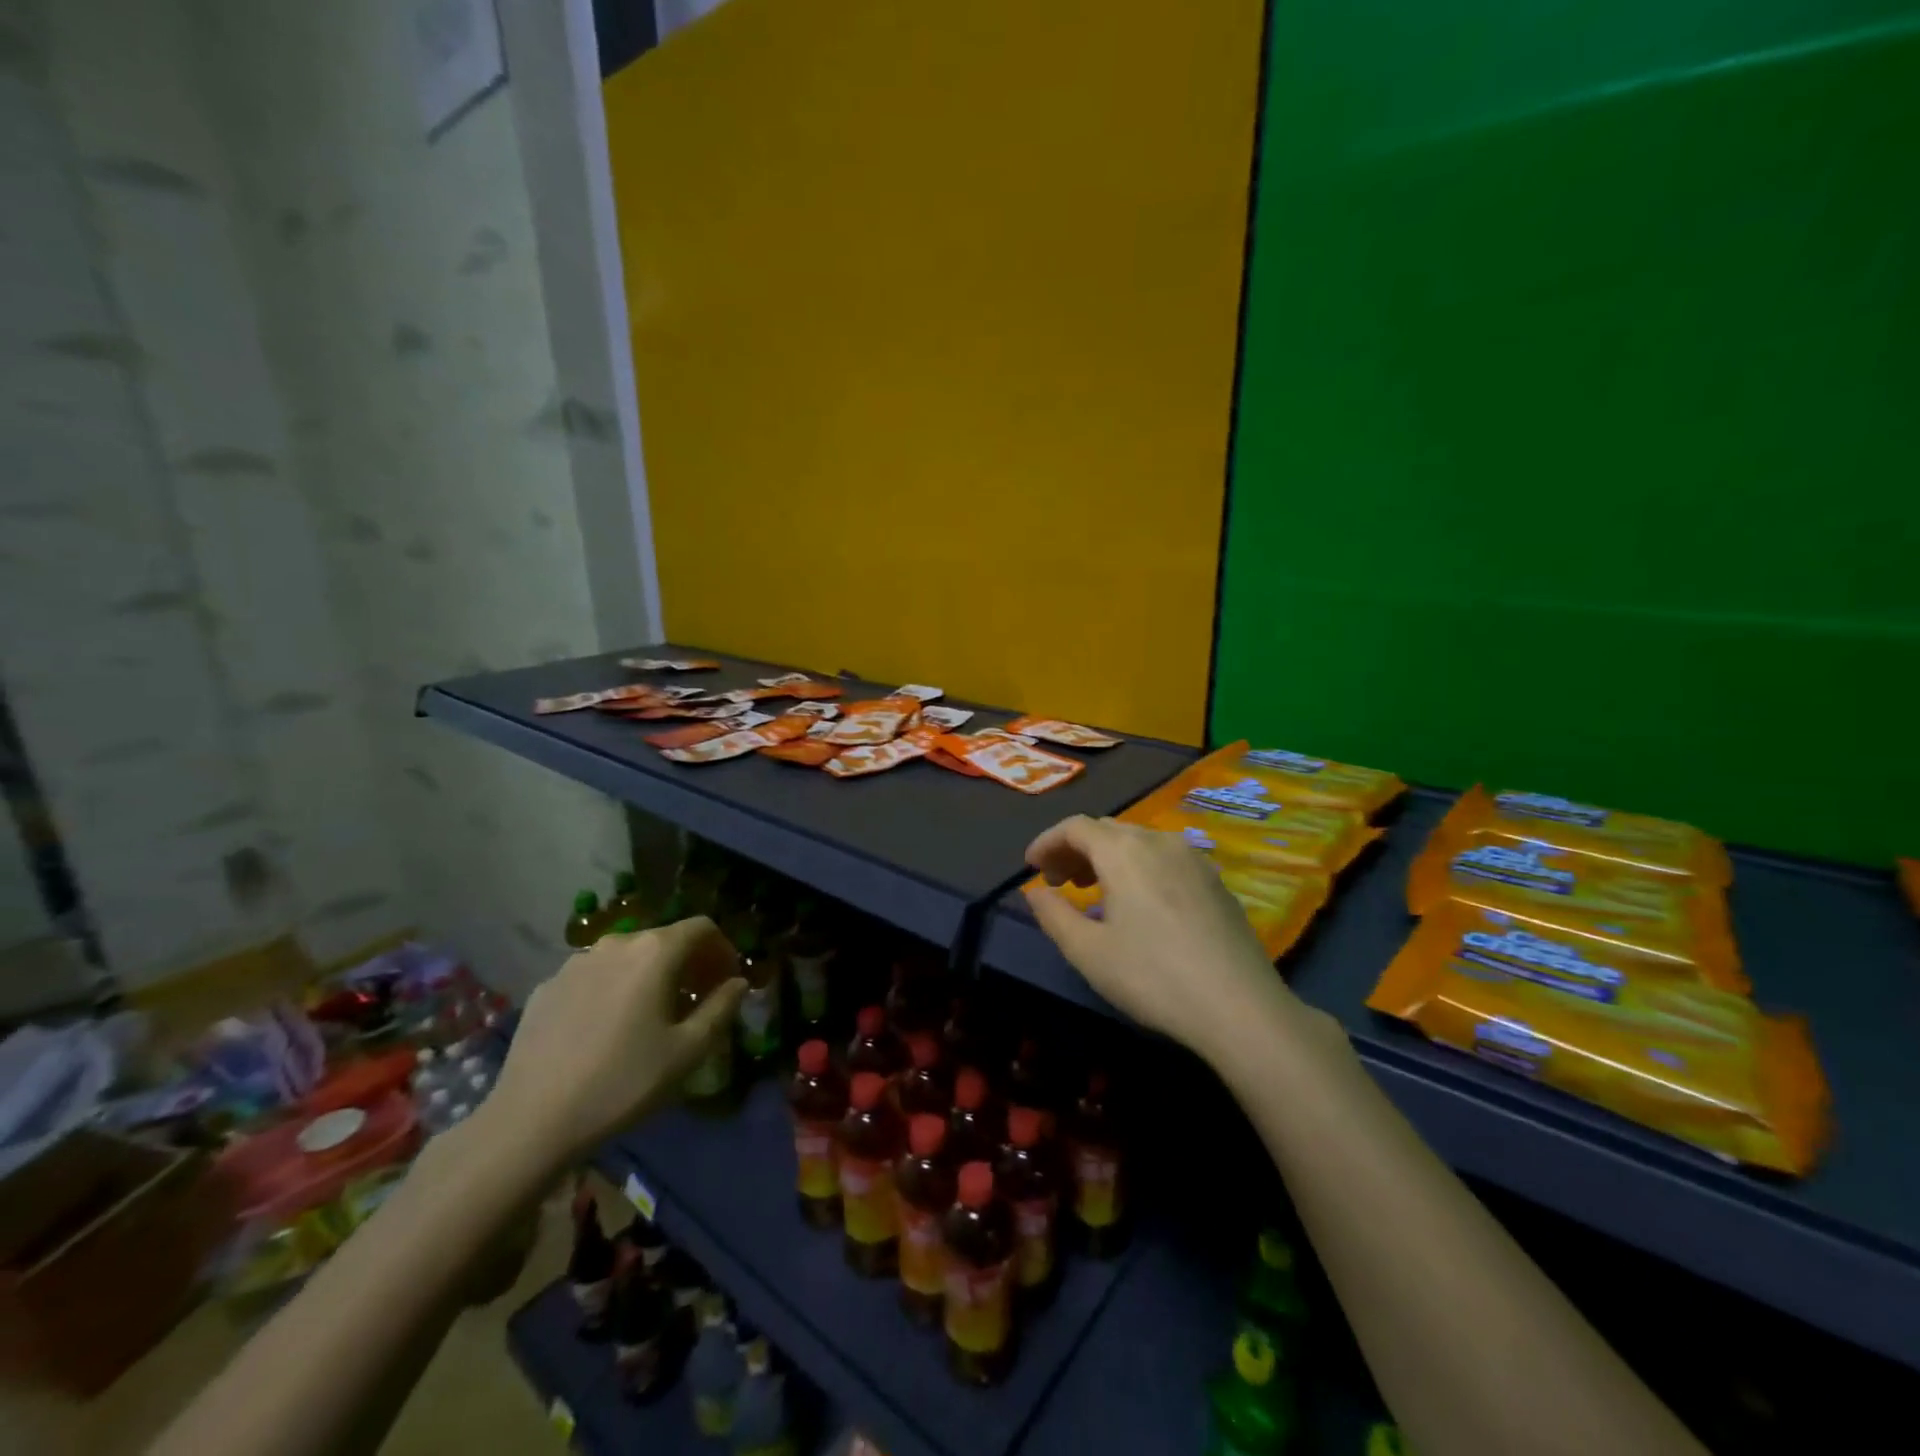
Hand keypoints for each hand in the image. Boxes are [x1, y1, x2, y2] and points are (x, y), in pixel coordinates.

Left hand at [485, 917, 746, 1167]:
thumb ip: (721, 1008)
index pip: (702, 927)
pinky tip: (607, 1028)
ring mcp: (576, 963)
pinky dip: (614, 988)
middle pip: (664, 939)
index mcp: (655, 952)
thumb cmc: (622, 1082)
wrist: (531, 1120)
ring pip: (627, 957)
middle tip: (695, 1001)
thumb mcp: (687, 1051)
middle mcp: (616, 943)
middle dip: (688, 963)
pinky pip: (595, 976)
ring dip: (650, 975)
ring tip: (651, 1014)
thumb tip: (738, 983)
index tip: (727, 980)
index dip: (722, 949)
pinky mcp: (547, 986)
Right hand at [1023, 815, 1290, 1053]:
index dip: (1047, 842)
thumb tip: (1035, 892)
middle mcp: (1159, 841)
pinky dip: (1139, 868)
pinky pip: (1165, 859)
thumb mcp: (1088, 952)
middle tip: (1058, 882)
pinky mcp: (1216, 881)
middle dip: (1075, 849)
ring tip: (1093, 892)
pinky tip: (1139, 905)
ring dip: (1108, 858)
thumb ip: (1054, 915)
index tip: (1030, 867)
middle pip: (1107, 830)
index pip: (1075, 827)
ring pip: (1139, 842)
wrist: (1240, 1008)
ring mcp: (1194, 859)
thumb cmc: (1153, 977)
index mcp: (1124, 851)